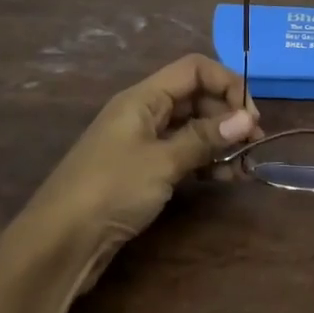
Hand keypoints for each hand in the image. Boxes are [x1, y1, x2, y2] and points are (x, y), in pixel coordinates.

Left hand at [23, 55, 261, 287]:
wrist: (59, 243)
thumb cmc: (111, 189)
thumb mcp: (163, 161)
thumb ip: (205, 138)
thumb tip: (247, 118)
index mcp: (143, 98)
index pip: (194, 69)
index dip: (227, 83)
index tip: (250, 115)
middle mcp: (143, 113)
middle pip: (195, 97)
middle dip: (228, 114)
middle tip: (254, 142)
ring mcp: (142, 143)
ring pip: (191, 128)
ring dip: (221, 141)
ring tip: (246, 165)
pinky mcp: (142, 172)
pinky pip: (182, 154)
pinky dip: (205, 162)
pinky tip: (226, 178)